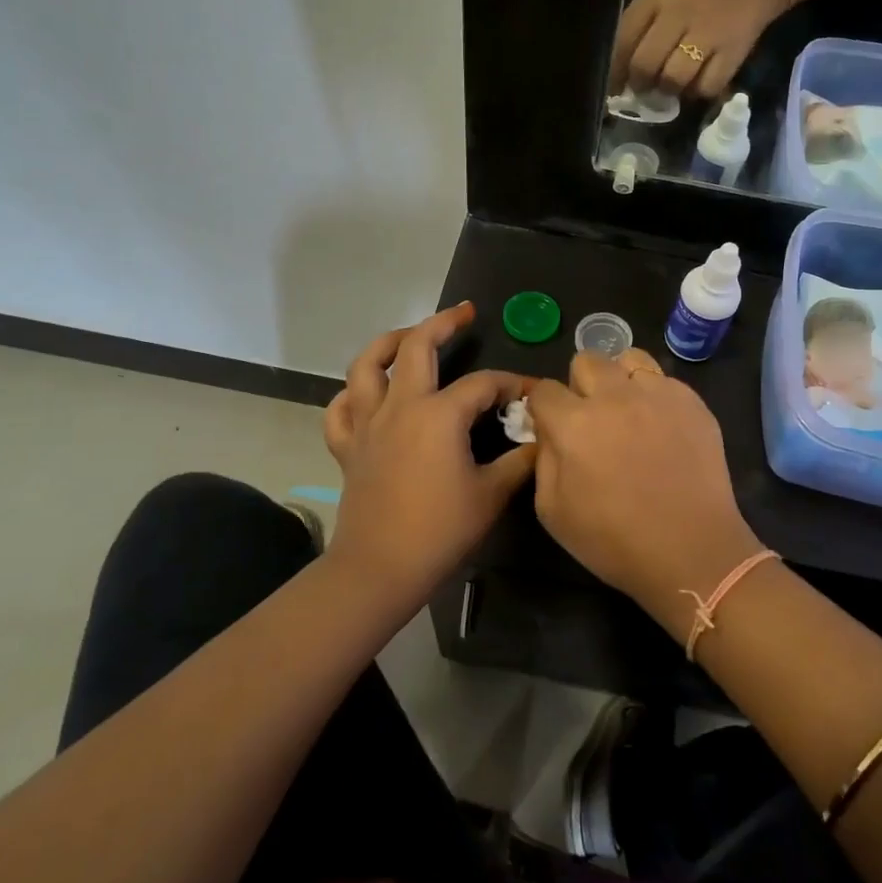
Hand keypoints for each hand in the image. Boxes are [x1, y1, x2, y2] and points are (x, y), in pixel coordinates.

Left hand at [323, 303, 535, 605]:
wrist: (380, 569)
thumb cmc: (440, 530)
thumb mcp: (492, 495)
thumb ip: (521, 462)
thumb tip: (541, 440)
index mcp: (439, 414)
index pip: (483, 384)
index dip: (512, 384)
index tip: (532, 393)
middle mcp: (400, 406)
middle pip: (416, 346)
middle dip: (443, 323)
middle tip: (465, 313)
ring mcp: (367, 424)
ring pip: (366, 365)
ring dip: (388, 342)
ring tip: (408, 336)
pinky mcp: (348, 446)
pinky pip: (340, 408)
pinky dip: (351, 394)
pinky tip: (367, 394)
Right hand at [527, 349, 765, 640]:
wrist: (691, 551)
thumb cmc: (614, 540)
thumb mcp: (552, 510)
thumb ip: (543, 459)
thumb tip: (548, 432)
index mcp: (574, 423)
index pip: (544, 390)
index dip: (543, 408)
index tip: (552, 426)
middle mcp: (615, 396)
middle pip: (586, 360)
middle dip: (581, 385)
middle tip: (592, 418)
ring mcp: (658, 394)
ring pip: (629, 358)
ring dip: (620, 379)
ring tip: (628, 411)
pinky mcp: (692, 401)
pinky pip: (664, 381)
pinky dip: (655, 396)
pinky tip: (661, 428)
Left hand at [610, 0, 792, 97]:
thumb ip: (637, 30)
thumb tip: (619, 78)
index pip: (623, 41)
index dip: (616, 72)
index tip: (616, 89)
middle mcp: (680, 11)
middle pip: (646, 65)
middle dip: (641, 84)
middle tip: (646, 89)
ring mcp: (708, 32)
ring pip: (673, 80)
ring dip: (669, 90)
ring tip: (673, 84)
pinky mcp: (732, 52)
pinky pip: (704, 88)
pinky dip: (698, 92)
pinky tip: (697, 82)